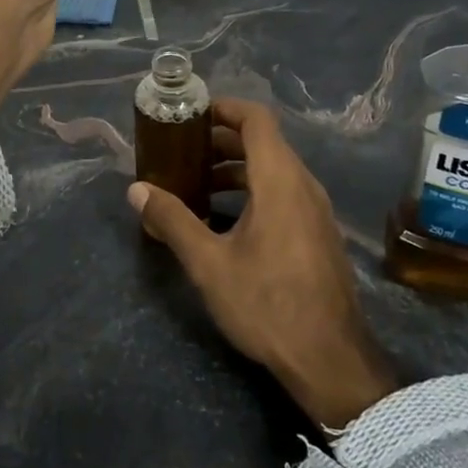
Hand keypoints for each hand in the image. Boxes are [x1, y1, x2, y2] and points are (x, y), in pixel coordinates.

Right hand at [126, 99, 396, 430]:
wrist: (330, 360)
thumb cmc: (267, 303)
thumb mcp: (208, 263)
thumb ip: (172, 219)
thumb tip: (137, 190)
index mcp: (279, 180)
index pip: (256, 119)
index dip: (224, 108)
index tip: (191, 116)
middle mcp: (303, 185)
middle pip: (263, 142)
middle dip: (220, 141)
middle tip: (181, 152)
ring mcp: (315, 211)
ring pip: (273, 170)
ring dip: (235, 168)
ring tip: (196, 185)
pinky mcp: (318, 234)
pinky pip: (283, 193)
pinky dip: (252, 190)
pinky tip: (224, 220)